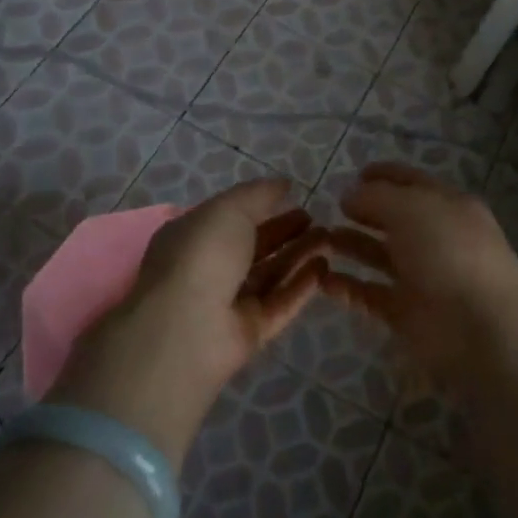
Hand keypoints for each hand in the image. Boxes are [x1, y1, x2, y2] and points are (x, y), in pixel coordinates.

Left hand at [50, 180, 326, 460]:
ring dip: (298, 255)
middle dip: (285, 231)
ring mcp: (229, 303)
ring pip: (270, 275)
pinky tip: (324, 267)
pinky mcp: (249, 332)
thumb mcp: (229, 208)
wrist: (188, 327)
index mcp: (194, 236)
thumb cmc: (203, 254)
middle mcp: (209, 269)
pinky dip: (301, 287)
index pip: (231, 218)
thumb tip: (283, 184)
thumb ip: (258, 194)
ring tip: (329, 239)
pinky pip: (279, 304)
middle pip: (254, 247)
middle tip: (317, 219)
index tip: (293, 197)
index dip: (262, 206)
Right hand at [318, 163, 517, 390]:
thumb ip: (376, 197)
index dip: (383, 175)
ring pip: (379, 255)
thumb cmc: (449, 253)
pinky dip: (347, 286)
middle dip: (362, 211)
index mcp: (446, 205)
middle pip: (393, 218)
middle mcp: (435, 237)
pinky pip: (370, 293)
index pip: (411, 181)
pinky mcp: (407, 313)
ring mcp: (421, 276)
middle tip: (327, 209)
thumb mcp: (412, 208)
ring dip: (350, 245)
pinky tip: (321, 278)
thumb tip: (348, 195)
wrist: (482, 330)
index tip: (352, 174)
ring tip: (318, 238)